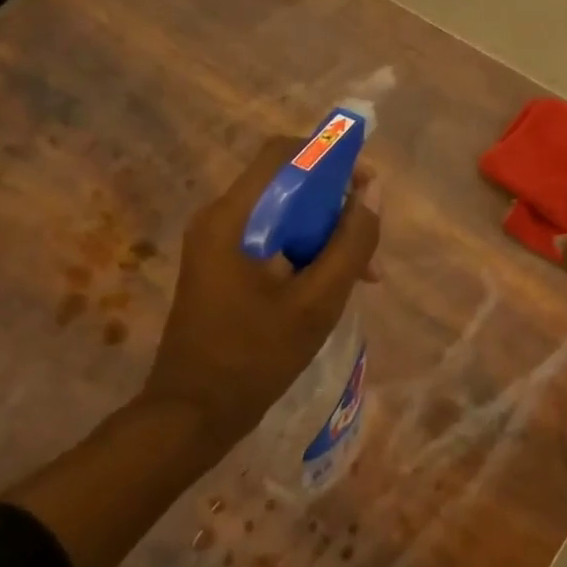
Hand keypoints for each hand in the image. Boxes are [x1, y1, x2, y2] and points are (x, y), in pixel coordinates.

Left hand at [142, 136, 382, 438]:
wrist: (193, 413)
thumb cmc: (256, 356)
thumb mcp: (318, 300)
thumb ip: (351, 242)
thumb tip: (374, 192)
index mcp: (234, 218)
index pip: (285, 153)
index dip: (331, 156)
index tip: (367, 186)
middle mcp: (220, 218)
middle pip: (287, 182)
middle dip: (335, 203)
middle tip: (369, 240)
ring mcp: (218, 243)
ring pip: (284, 212)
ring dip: (325, 231)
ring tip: (362, 271)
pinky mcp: (223, 265)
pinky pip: (273, 238)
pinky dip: (307, 250)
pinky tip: (334, 283)